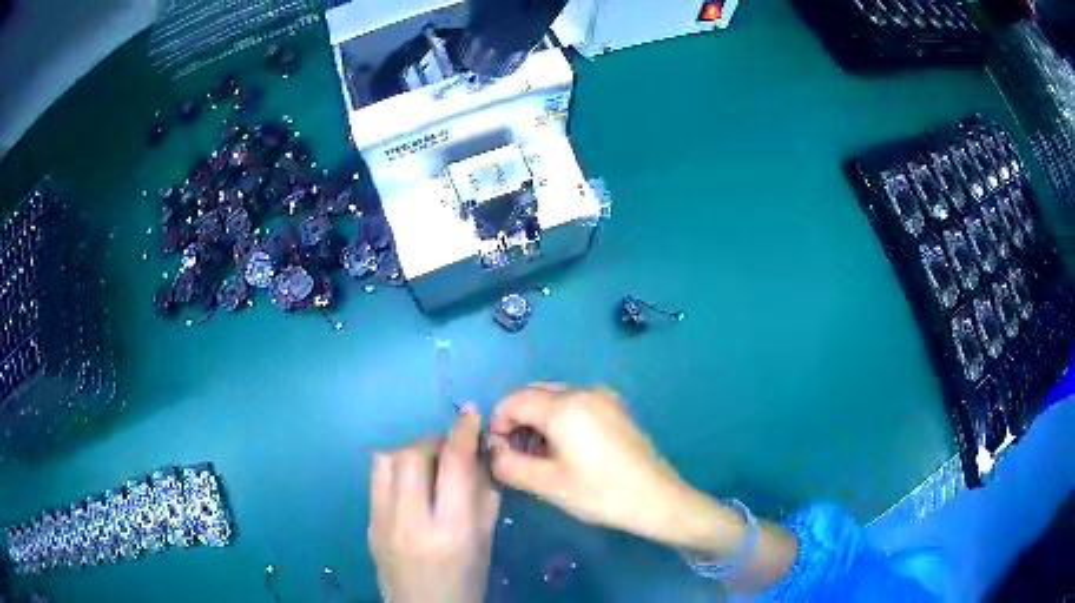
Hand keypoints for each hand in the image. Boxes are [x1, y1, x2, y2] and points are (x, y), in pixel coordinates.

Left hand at [368, 406, 499, 602]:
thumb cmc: (466, 581)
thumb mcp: (485, 542)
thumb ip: (483, 497)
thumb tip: (478, 455)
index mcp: (451, 531)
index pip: (454, 466)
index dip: (462, 432)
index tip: (469, 412)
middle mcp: (410, 522)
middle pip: (411, 455)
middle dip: (433, 441)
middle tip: (448, 448)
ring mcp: (382, 523)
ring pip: (386, 461)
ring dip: (409, 451)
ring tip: (426, 462)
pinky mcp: (368, 525)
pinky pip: (375, 480)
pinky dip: (393, 469)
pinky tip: (408, 481)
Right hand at [488, 384, 700, 544]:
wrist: (657, 498)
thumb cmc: (599, 493)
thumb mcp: (547, 484)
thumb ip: (508, 464)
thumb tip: (494, 449)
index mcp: (565, 405)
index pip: (513, 400)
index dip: (498, 423)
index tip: (499, 452)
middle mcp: (584, 390)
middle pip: (534, 393)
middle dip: (517, 420)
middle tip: (516, 455)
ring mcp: (604, 397)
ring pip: (555, 397)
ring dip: (538, 419)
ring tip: (539, 455)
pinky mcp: (616, 408)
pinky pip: (576, 403)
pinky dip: (560, 419)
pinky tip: (566, 448)